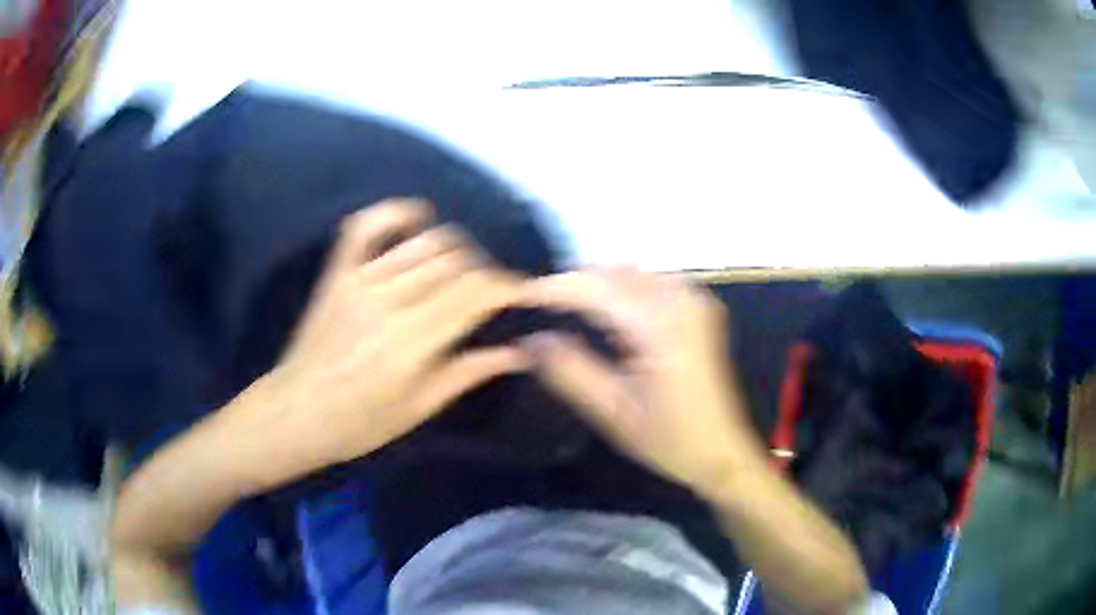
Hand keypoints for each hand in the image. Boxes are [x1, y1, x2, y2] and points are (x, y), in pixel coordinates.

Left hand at [244, 199, 528, 474]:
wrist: (295, 412)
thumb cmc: (359, 423)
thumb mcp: (419, 409)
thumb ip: (468, 372)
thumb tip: (519, 351)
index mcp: (413, 340)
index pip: (476, 292)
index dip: (509, 287)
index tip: (525, 293)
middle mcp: (391, 299)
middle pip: (457, 262)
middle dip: (486, 271)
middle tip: (491, 293)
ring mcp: (361, 279)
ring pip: (425, 242)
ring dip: (457, 249)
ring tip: (463, 270)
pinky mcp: (338, 272)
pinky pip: (367, 225)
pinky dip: (397, 212)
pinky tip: (419, 219)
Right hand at [521, 268, 763, 497]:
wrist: (723, 452)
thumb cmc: (670, 440)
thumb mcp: (613, 413)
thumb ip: (570, 371)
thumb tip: (530, 339)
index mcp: (661, 327)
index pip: (597, 288)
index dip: (554, 288)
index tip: (519, 297)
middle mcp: (681, 301)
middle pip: (615, 272)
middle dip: (574, 283)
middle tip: (538, 308)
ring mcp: (694, 300)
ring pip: (632, 272)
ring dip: (597, 283)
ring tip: (565, 309)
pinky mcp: (699, 308)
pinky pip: (651, 281)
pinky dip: (622, 288)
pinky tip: (606, 312)